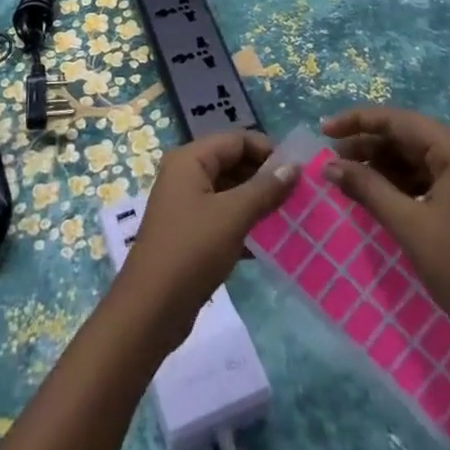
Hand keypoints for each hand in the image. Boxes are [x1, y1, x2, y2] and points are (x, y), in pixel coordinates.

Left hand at [121, 130, 297, 333]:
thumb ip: (264, 189)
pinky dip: (244, 223)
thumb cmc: (192, 250)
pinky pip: (222, 216)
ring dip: (256, 202)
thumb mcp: (233, 216)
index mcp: (190, 159)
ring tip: (290, 217)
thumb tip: (293, 165)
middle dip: (264, 177)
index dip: (267, 150)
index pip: (235, 140)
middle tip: (298, 196)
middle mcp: (185, 174)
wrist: (151, 309)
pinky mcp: (189, 233)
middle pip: (232, 163)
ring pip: (229, 192)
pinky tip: (268, 242)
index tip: (298, 171)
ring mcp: (186, 204)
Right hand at [322, 107, 449, 357]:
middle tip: (333, 157)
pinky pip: (434, 177)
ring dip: (385, 164)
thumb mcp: (408, 226)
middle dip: (370, 144)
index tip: (325, 130)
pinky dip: (405, 181)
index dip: (358, 122)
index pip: (400, 121)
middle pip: (411, 136)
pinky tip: (380, 191)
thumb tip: (328, 165)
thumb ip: (366, 188)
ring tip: (349, 174)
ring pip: (421, 157)